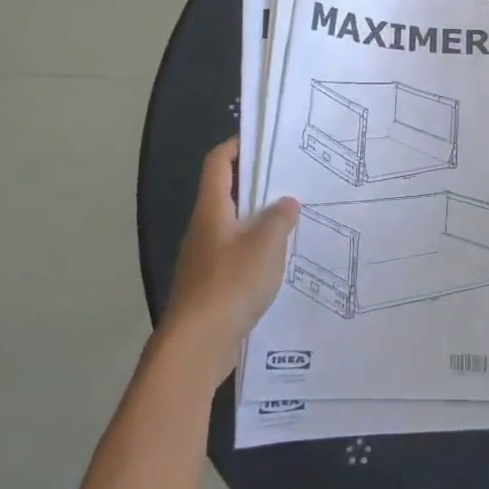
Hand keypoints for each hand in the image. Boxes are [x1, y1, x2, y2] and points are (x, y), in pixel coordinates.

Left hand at [160, 138, 300, 383]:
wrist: (195, 347)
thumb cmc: (228, 286)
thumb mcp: (265, 247)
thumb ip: (278, 220)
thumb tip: (286, 202)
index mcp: (212, 210)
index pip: (218, 162)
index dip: (238, 145)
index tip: (265, 140)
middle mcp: (204, 229)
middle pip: (227, 193)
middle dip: (257, 183)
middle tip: (293, 179)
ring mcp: (204, 259)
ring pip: (234, 226)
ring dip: (259, 219)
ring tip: (294, 219)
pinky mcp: (210, 286)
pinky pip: (236, 255)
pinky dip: (256, 250)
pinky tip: (280, 261)